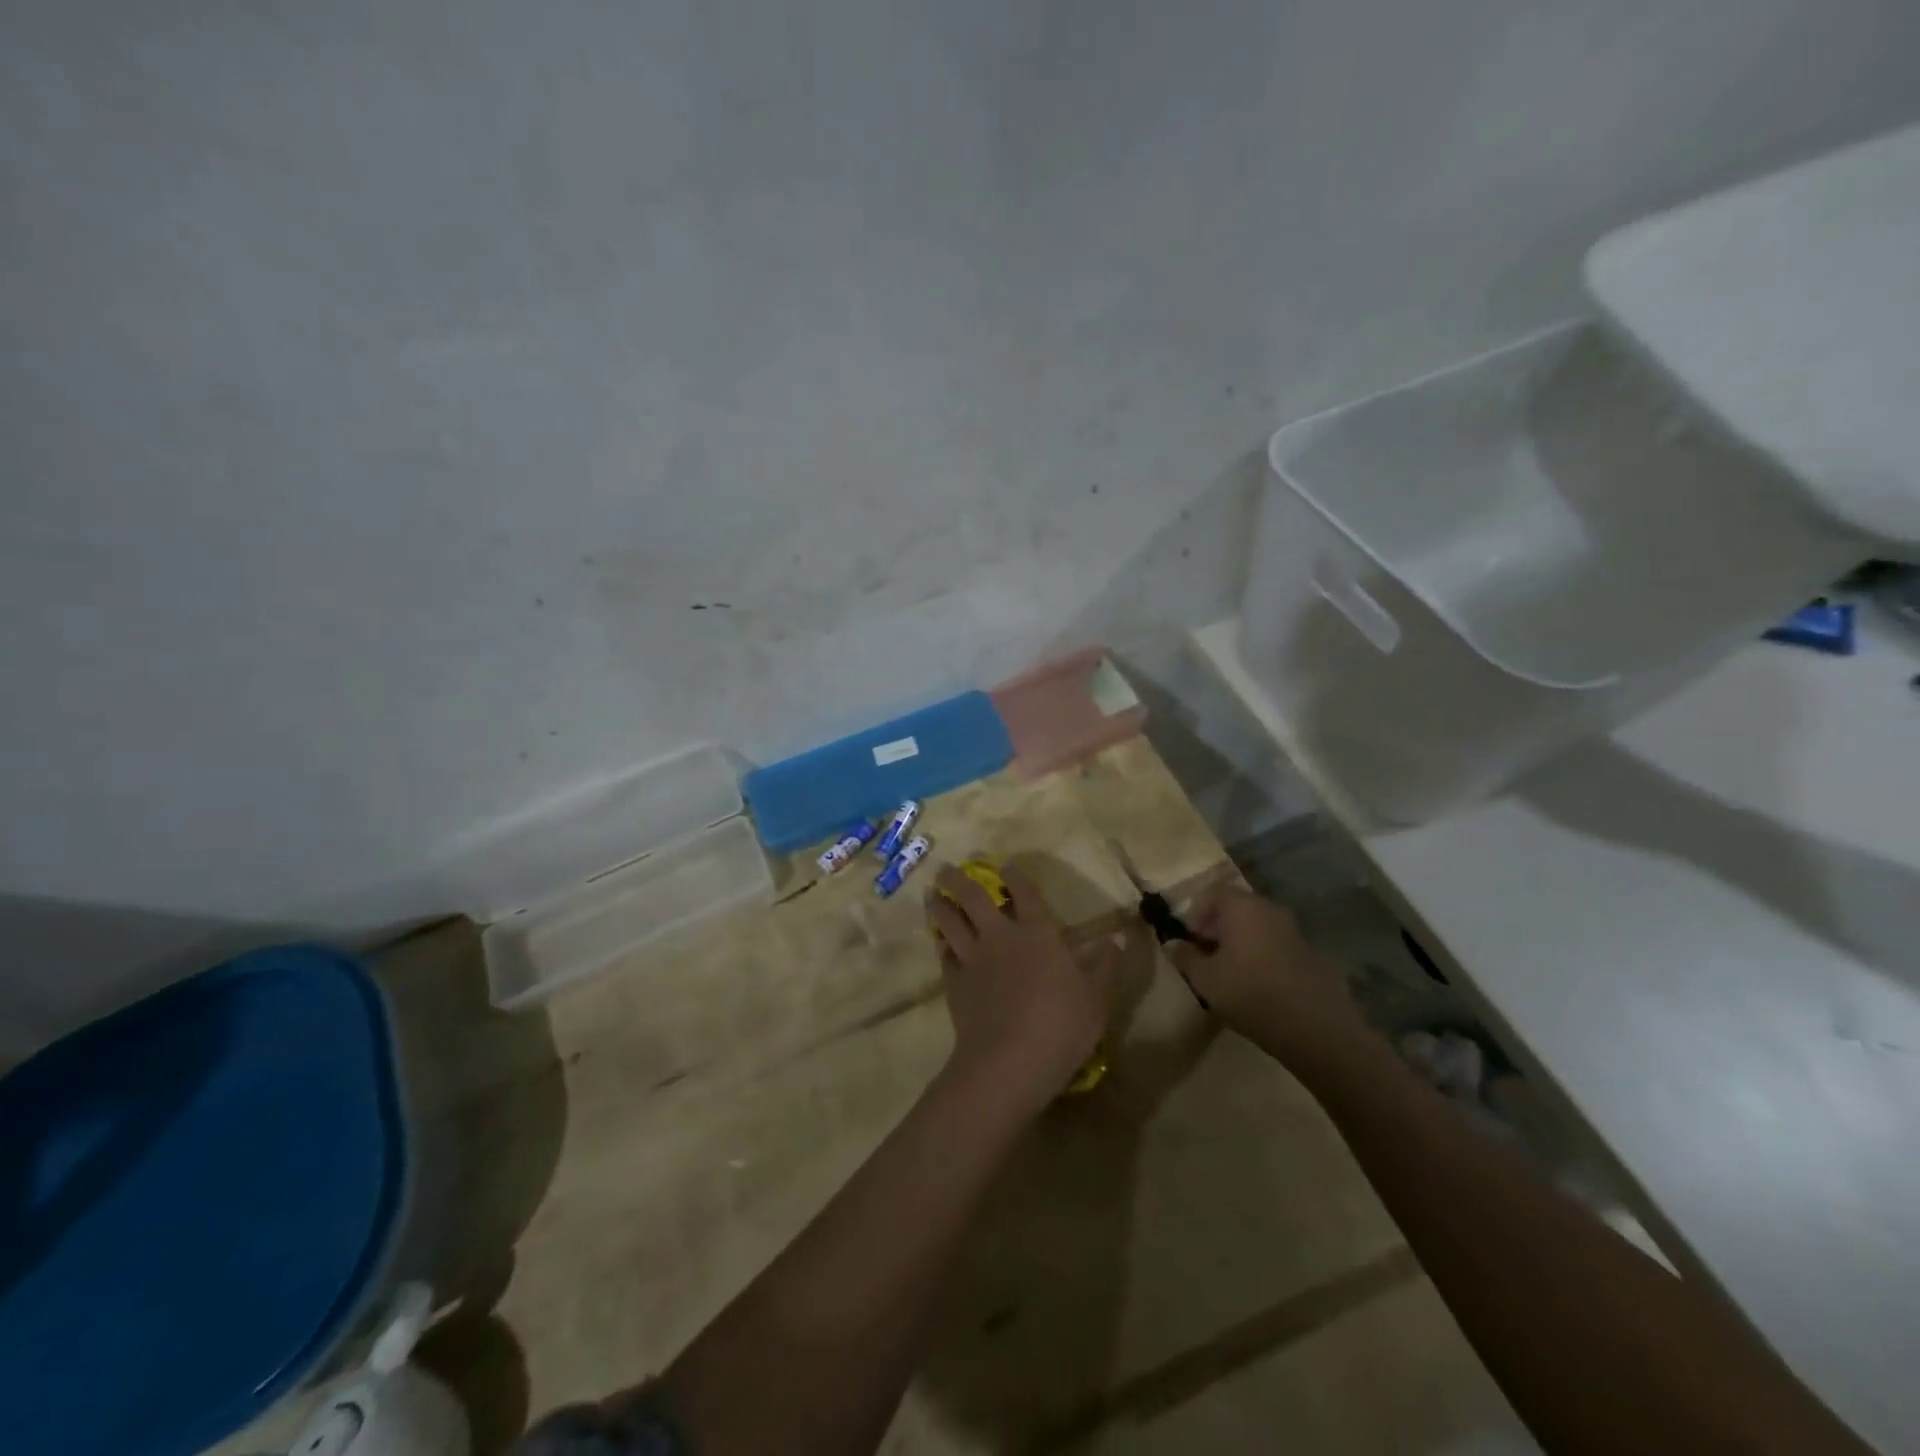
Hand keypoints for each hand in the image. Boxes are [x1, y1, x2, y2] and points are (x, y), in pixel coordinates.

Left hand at [926, 865, 1117, 1113]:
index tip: (1006, 866)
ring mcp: (973, 960)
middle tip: (946, 869)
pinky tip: (940, 942)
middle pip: (974, 898)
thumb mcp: (1098, 998)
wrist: (1009, 1062)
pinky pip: (944, 956)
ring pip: (950, 922)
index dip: (1015, 876)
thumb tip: (1116, 938)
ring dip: (941, 906)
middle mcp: (1000, 937)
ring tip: (932, 895)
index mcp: (1038, 934)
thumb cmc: (1061, 1026)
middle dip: (959, 880)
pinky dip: (941, 945)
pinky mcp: (955, 984)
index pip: (1025, 894)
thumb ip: (1106, 966)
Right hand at [1169, 886, 1367, 1071]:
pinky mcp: (1310, 953)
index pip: (1213, 893)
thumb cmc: (1251, 994)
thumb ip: (1185, 957)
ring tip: (1230, 974)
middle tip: (1206, 957)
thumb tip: (1171, 943)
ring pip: (1257, 926)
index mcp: (1243, 907)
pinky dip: (1262, 955)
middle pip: (1236, 908)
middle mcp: (1270, 910)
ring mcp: (1294, 931)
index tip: (1189, 940)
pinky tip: (1258, 985)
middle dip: (1217, 928)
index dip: (1196, 913)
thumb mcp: (1205, 979)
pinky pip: (1276, 944)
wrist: (1316, 1029)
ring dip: (1240, 942)